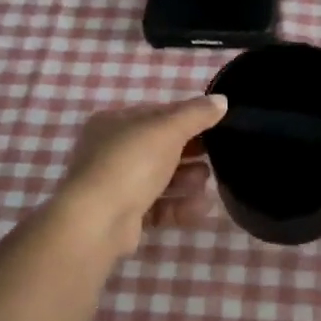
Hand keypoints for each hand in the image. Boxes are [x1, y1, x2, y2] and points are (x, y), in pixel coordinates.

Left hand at [54, 95, 226, 254]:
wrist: (98, 221)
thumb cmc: (130, 163)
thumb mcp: (167, 130)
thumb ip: (196, 114)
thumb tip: (222, 100)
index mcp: (113, 123)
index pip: (156, 114)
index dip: (187, 117)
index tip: (215, 125)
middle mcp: (111, 152)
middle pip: (160, 148)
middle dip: (190, 152)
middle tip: (215, 156)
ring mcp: (117, 185)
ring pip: (161, 178)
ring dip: (187, 179)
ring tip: (204, 182)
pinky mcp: (125, 215)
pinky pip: (159, 207)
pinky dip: (180, 206)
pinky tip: (200, 208)